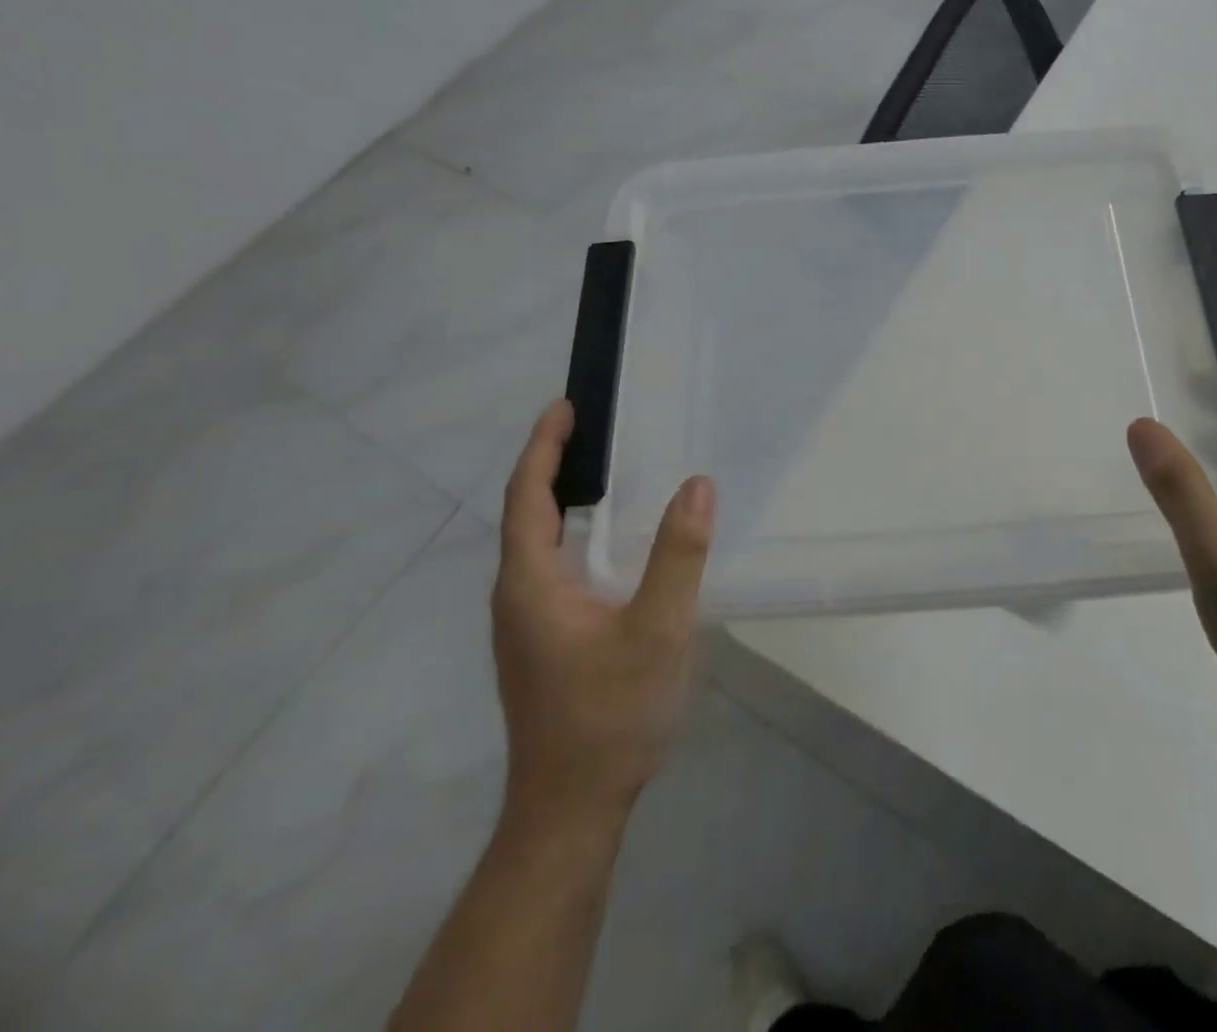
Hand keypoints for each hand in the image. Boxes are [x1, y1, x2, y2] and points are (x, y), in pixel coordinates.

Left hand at [491, 400, 715, 820]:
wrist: (571, 809)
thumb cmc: (608, 715)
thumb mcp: (656, 630)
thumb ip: (678, 555)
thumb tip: (698, 484)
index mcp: (531, 584)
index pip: (528, 496)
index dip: (544, 447)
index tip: (565, 405)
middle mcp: (518, 596)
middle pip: (528, 514)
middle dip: (554, 464)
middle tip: (595, 426)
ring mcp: (528, 624)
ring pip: (540, 543)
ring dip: (565, 499)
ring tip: (605, 468)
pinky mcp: (545, 641)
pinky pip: (555, 567)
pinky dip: (577, 533)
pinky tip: (613, 541)